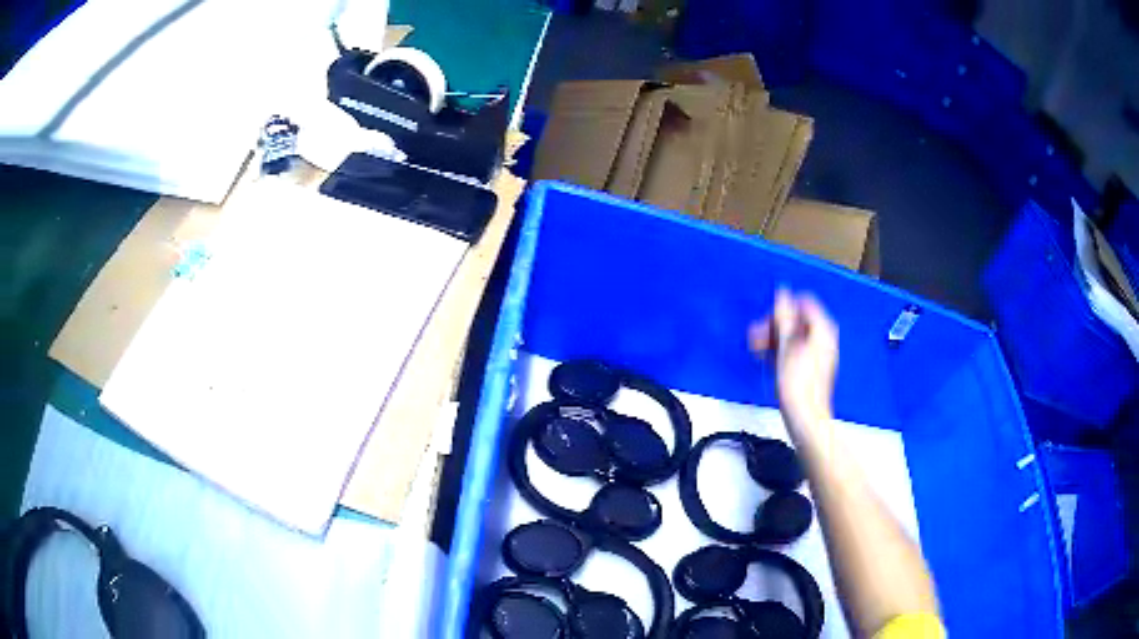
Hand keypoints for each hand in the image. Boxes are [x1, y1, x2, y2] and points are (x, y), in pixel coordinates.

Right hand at [749, 289, 838, 437]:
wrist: (804, 417)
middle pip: (797, 320)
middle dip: (775, 325)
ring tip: (757, 349)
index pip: (804, 302)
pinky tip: (766, 359)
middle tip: (758, 336)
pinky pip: (794, 350)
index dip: (783, 308)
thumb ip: (784, 317)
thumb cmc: (799, 387)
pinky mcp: (810, 367)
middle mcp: (823, 339)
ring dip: (773, 339)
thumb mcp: (786, 346)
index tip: (768, 318)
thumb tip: (782, 294)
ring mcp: (818, 354)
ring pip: (793, 336)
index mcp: (822, 330)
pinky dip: (779, 351)